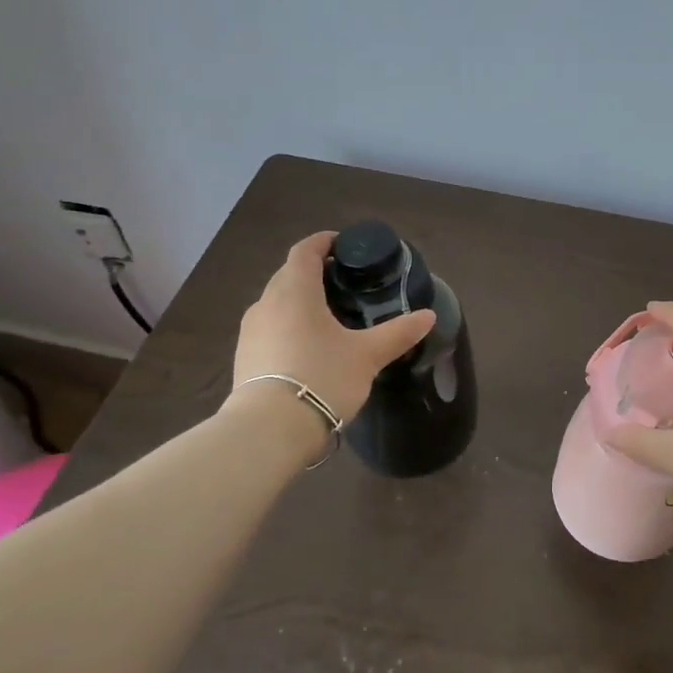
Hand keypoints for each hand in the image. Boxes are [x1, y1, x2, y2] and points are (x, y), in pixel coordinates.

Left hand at [232, 232, 436, 422]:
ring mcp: (250, 331)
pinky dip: (288, 326)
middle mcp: (266, 303)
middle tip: (344, 284)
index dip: (324, 242)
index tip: (343, 244)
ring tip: (328, 317)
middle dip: (314, 272)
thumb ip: (398, 332)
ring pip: (277, 302)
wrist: (269, 430)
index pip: (305, 250)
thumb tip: (428, 316)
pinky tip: (308, 347)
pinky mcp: (244, 357)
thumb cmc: (322, 377)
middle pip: (289, 274)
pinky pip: (269, 328)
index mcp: (295, 290)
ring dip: (299, 301)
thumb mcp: (367, 355)